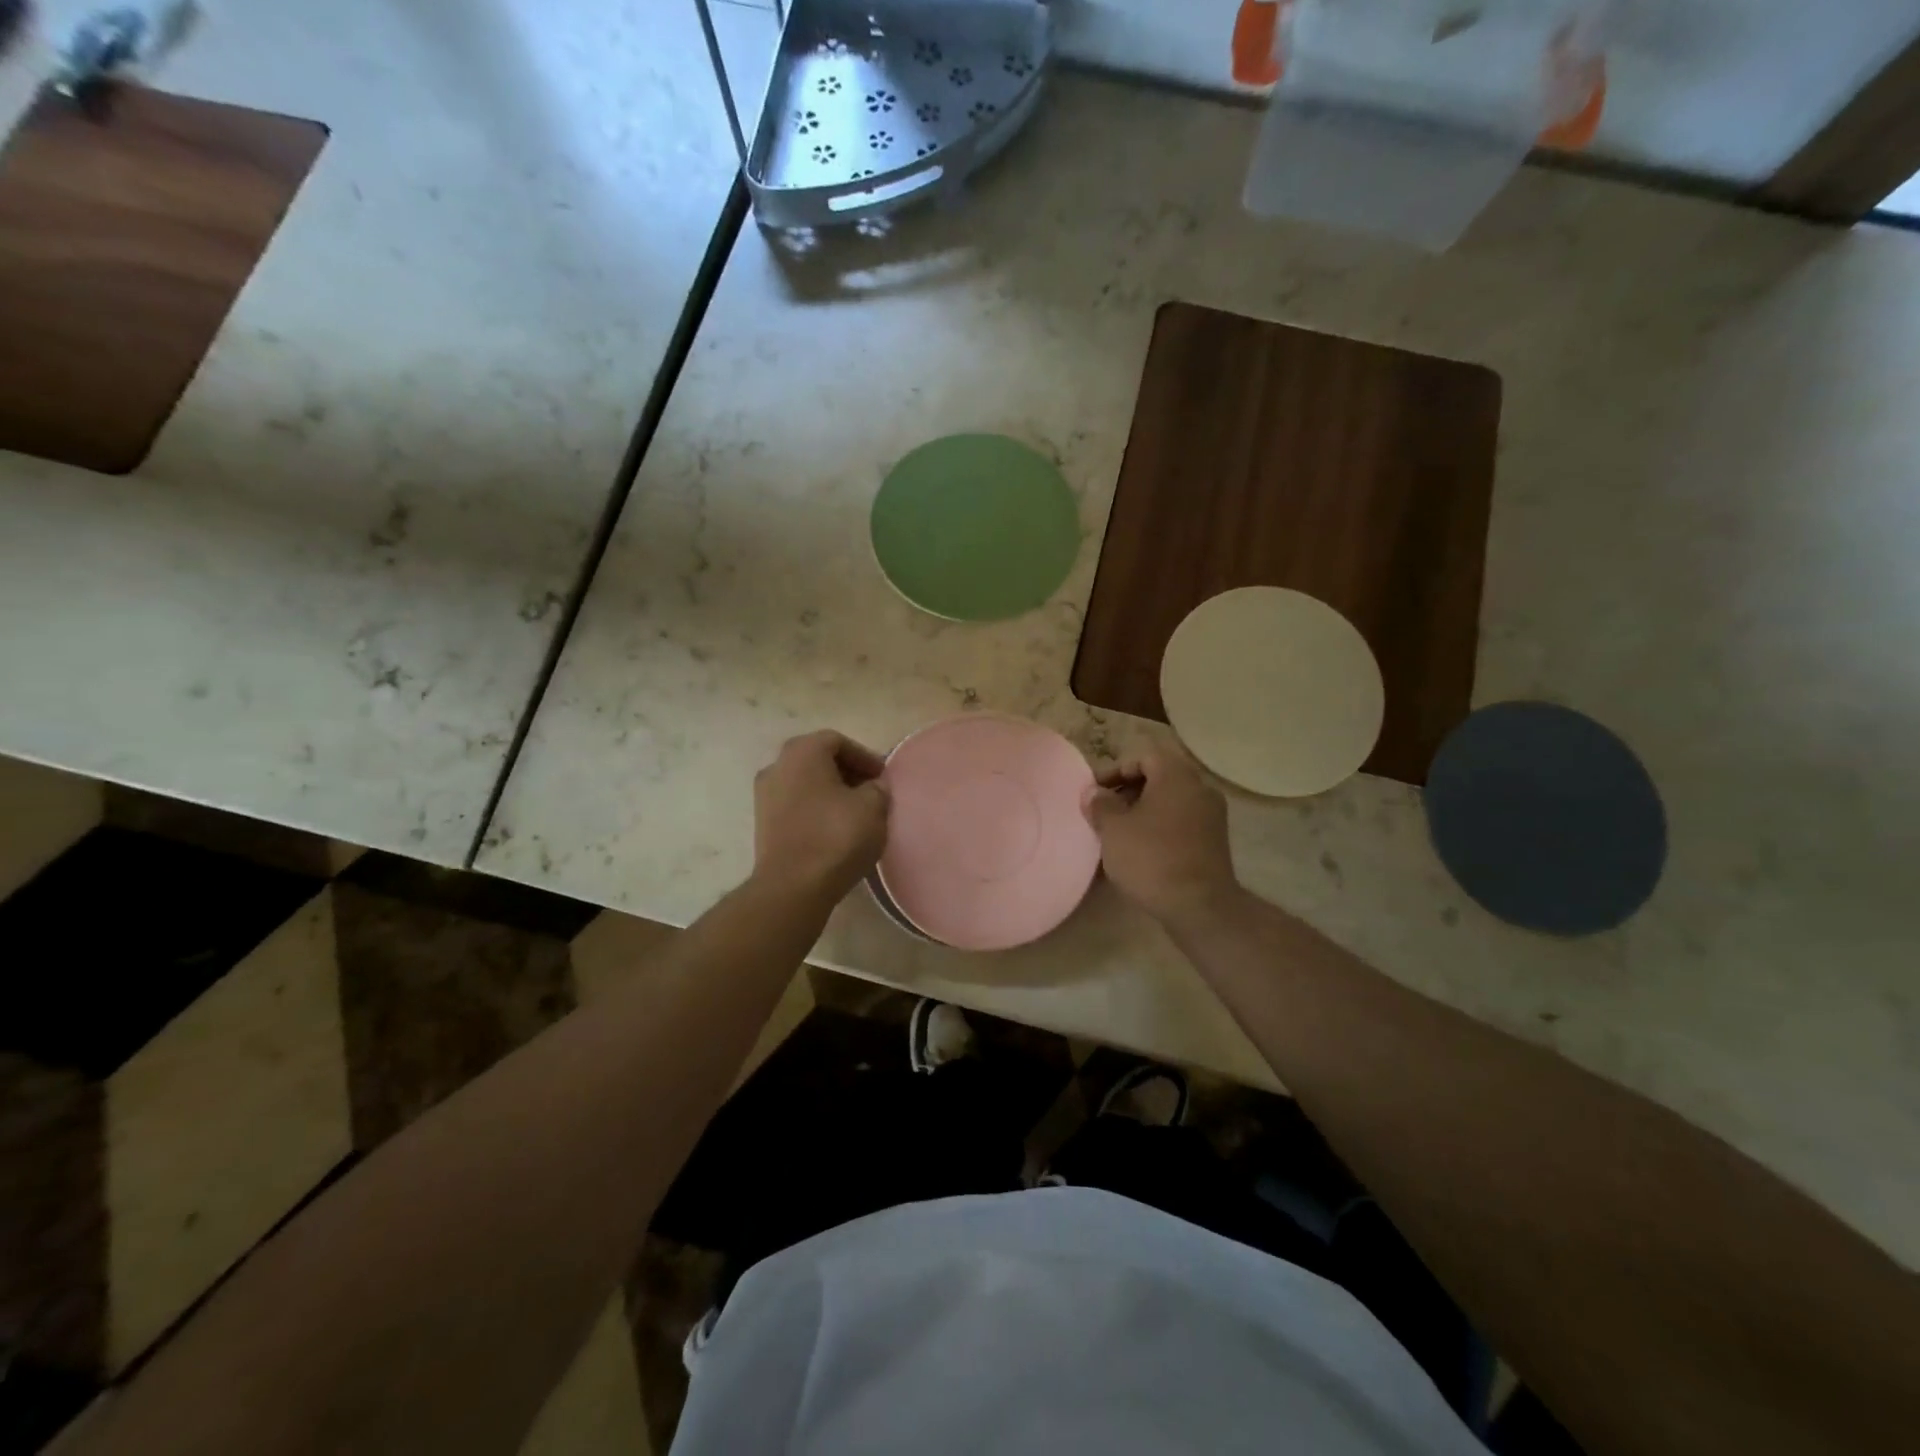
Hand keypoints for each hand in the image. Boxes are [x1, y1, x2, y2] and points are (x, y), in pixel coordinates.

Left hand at [753, 730, 890, 905]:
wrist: (793, 887)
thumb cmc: (836, 836)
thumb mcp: (873, 807)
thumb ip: (877, 788)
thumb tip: (873, 787)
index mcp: (802, 752)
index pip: (837, 741)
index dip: (864, 756)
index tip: (883, 777)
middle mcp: (777, 766)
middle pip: (818, 759)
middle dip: (847, 772)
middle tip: (871, 791)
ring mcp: (765, 796)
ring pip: (805, 783)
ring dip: (830, 792)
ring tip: (855, 813)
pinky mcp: (763, 824)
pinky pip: (795, 805)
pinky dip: (815, 809)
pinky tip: (834, 829)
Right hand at [1084, 749, 1238, 925]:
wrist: (1199, 906)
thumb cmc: (1151, 858)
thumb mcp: (1113, 829)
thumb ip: (1100, 805)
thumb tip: (1094, 793)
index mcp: (1176, 776)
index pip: (1144, 757)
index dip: (1115, 771)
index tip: (1095, 792)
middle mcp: (1199, 788)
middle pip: (1159, 777)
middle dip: (1128, 791)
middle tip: (1105, 811)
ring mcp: (1212, 815)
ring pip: (1171, 801)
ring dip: (1144, 810)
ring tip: (1119, 832)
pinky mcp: (1215, 841)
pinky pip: (1182, 821)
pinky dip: (1161, 826)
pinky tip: (1142, 849)